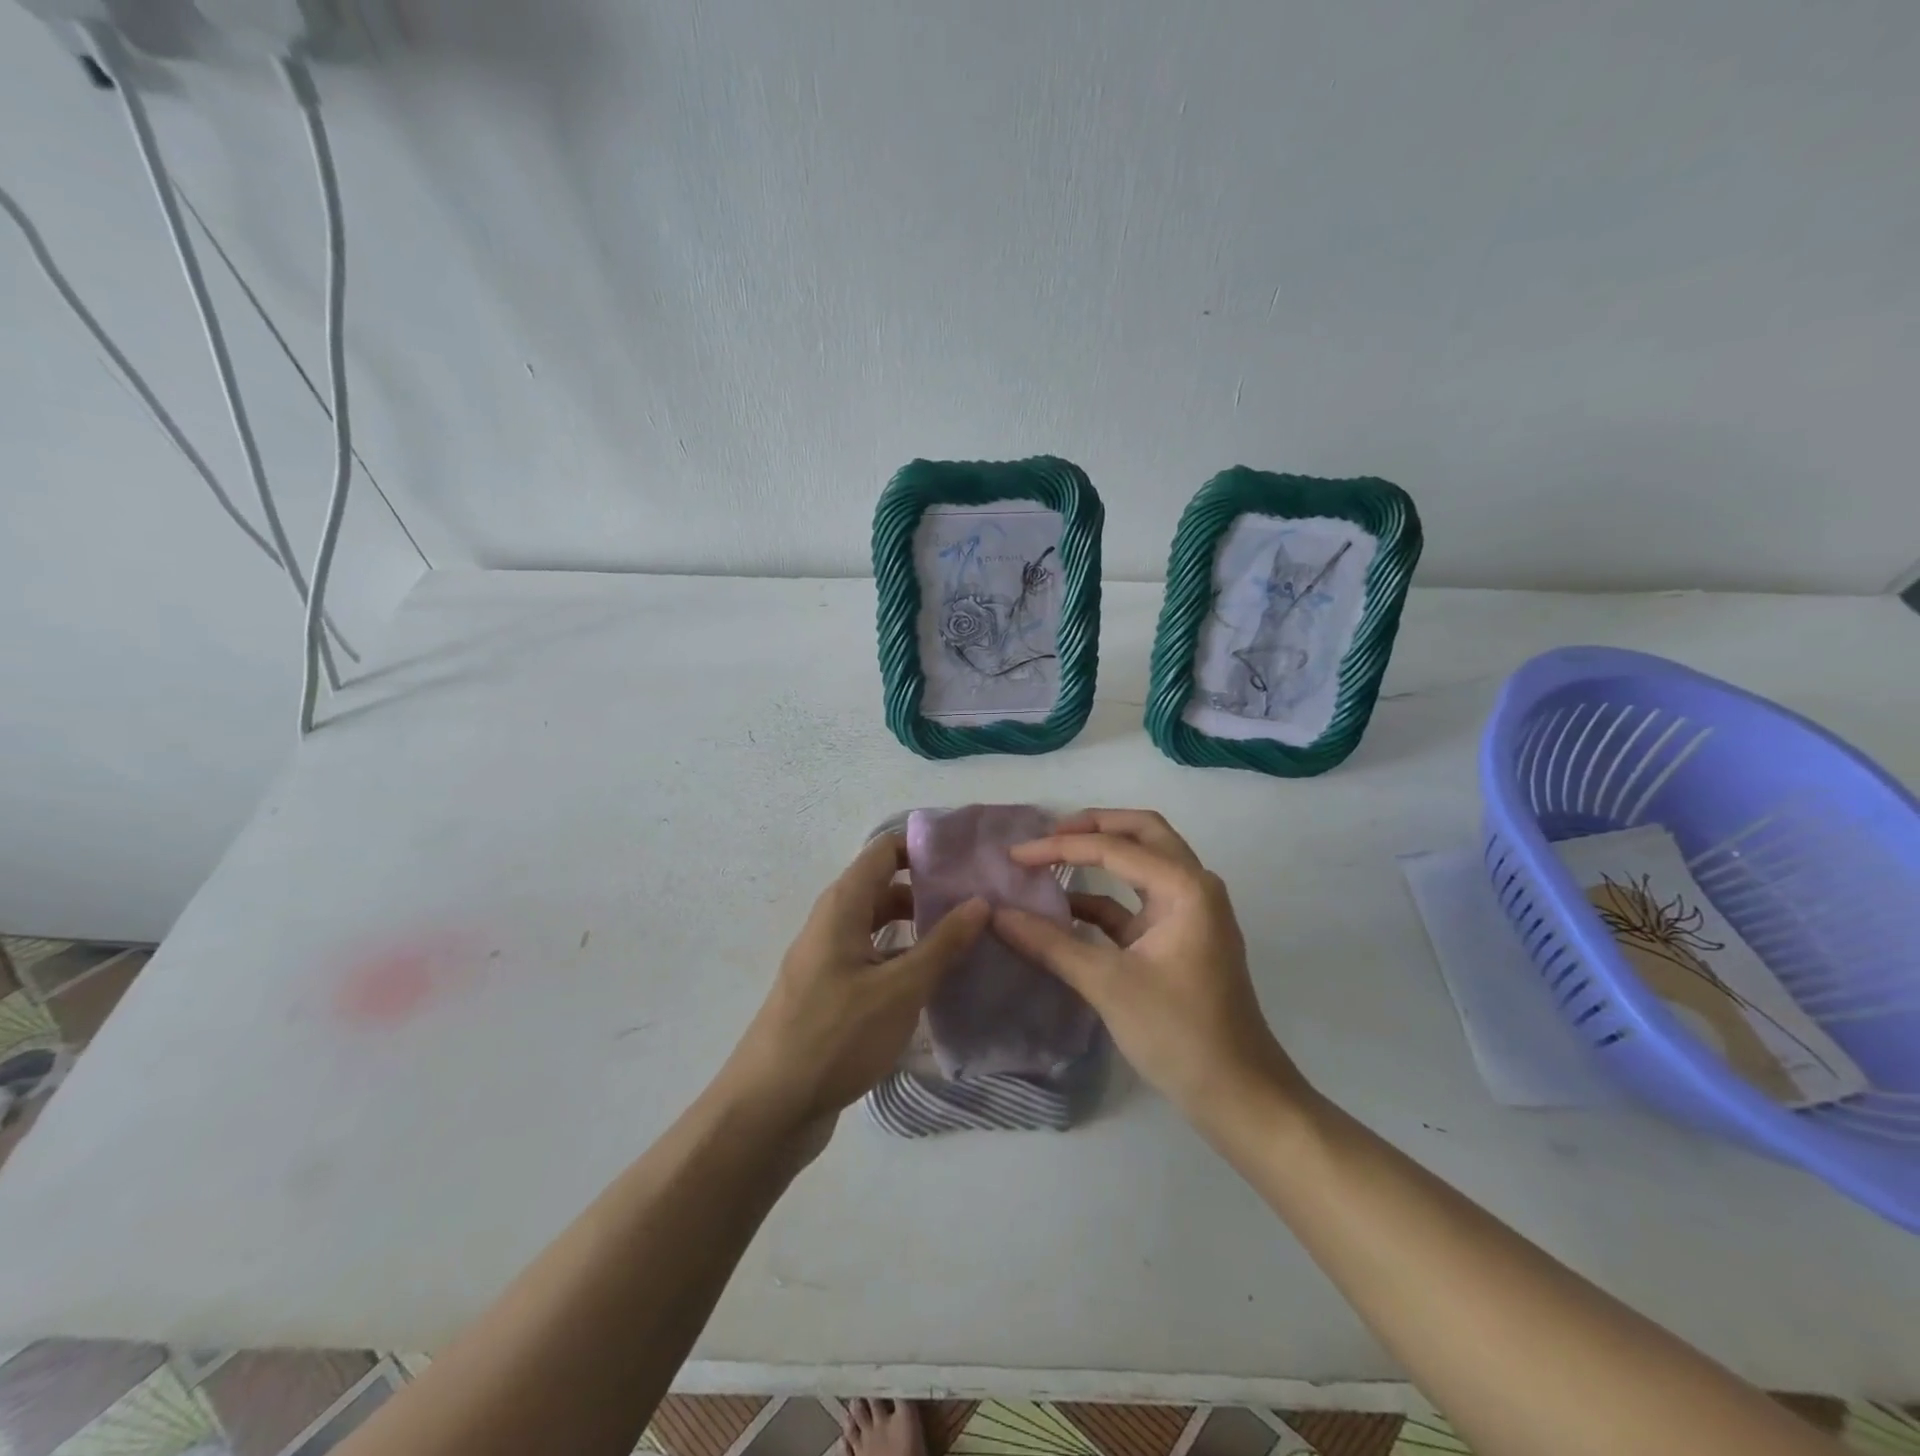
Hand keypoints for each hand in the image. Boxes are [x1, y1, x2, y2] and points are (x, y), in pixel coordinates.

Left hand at [720, 834, 988, 1136]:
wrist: (769, 1109)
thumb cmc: (835, 1036)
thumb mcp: (899, 989)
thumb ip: (942, 944)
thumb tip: (980, 901)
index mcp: (842, 907)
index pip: (884, 850)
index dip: (923, 845)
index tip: (968, 856)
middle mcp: (832, 924)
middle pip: (884, 888)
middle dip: (929, 890)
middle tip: (979, 902)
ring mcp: (829, 960)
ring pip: (880, 928)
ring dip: (919, 929)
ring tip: (968, 940)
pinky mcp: (831, 994)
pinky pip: (873, 961)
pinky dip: (903, 961)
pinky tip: (936, 983)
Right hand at [993, 809, 1307, 1126]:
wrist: (1238, 1095)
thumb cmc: (1179, 1033)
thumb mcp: (1108, 984)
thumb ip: (1050, 944)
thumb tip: (996, 915)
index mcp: (1186, 887)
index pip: (1114, 848)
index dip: (1059, 847)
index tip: (1014, 855)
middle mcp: (1193, 886)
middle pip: (1142, 833)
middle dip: (1093, 827)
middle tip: (1048, 834)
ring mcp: (1188, 912)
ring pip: (1142, 862)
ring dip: (1100, 856)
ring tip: (1051, 859)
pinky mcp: (1177, 939)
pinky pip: (1135, 901)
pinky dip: (1102, 898)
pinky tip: (1064, 909)